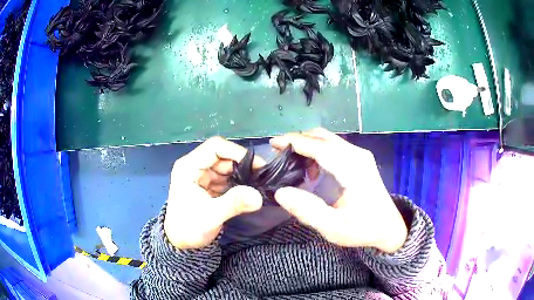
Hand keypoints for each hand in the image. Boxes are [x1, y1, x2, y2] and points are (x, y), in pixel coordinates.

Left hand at [164, 137, 265, 248]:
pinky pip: (227, 178)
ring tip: (258, 184)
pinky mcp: (209, 185)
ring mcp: (202, 176)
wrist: (181, 243)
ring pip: (227, 167)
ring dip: (242, 174)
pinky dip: (239, 183)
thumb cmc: (189, 228)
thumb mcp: (211, 216)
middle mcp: (195, 166)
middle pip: (223, 156)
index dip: (237, 152)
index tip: (256, 166)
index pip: (215, 147)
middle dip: (243, 165)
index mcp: (188, 167)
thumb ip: (234, 203)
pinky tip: (249, 190)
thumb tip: (259, 196)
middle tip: (262, 177)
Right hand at [270, 128, 406, 252]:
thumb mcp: (333, 227)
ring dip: (308, 146)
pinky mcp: (360, 159)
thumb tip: (280, 192)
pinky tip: (313, 171)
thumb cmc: (363, 228)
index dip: (294, 142)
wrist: (389, 227)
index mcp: (353, 168)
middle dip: (298, 141)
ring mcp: (360, 155)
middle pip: (323, 137)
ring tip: (294, 166)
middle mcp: (357, 155)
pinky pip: (334, 146)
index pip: (319, 146)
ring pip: (328, 139)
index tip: (273, 143)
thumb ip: (307, 210)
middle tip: (279, 156)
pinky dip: (318, 151)